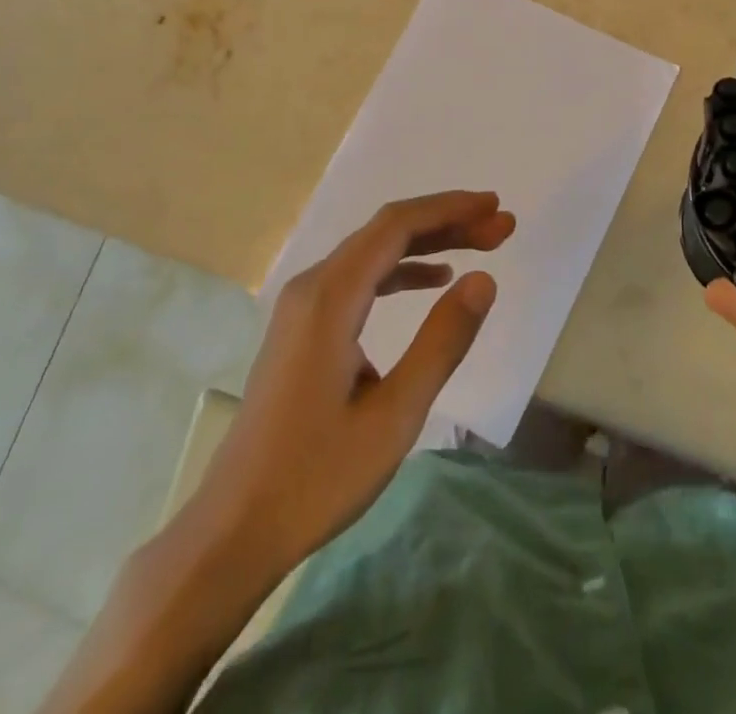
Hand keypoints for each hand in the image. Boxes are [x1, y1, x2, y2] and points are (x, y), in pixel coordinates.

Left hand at [187, 190, 513, 579]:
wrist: (235, 528)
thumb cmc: (316, 477)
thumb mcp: (395, 415)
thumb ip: (442, 342)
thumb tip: (484, 279)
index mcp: (330, 298)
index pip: (396, 226)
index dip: (450, 210)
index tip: (495, 207)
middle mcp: (312, 286)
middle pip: (386, 231)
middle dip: (447, 222)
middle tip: (501, 227)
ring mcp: (303, 305)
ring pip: (373, 252)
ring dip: (428, 244)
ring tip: (480, 246)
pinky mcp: (303, 327)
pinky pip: (359, 278)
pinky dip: (401, 270)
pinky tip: (433, 280)